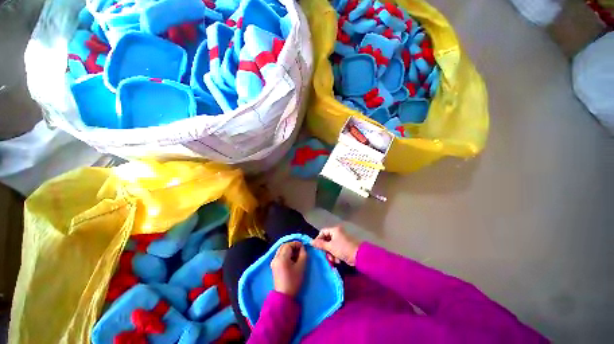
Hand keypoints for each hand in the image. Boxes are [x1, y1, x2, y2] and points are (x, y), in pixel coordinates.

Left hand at [270, 242, 306, 296]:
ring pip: (281, 250)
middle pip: (284, 246)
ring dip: (289, 250)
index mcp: (281, 257)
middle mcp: (275, 258)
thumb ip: (303, 254)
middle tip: (300, 249)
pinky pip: (280, 255)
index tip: (303, 247)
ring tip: (297, 254)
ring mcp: (273, 262)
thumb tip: (302, 248)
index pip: (288, 245)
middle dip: (292, 246)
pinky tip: (292, 259)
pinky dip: (286, 254)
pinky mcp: (274, 266)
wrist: (284, 297)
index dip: (296, 244)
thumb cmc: (294, 281)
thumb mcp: (301, 266)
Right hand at [311, 226, 360, 265]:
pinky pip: (336, 250)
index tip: (317, 247)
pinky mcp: (344, 247)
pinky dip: (336, 255)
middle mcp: (337, 233)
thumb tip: (311, 242)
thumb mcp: (330, 247)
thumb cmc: (343, 249)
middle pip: (326, 240)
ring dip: (331, 254)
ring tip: (334, 259)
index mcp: (334, 230)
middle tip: (326, 255)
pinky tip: (338, 260)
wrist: (358, 256)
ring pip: (331, 246)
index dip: (319, 239)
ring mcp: (341, 240)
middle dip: (326, 249)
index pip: (322, 232)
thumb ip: (320, 244)